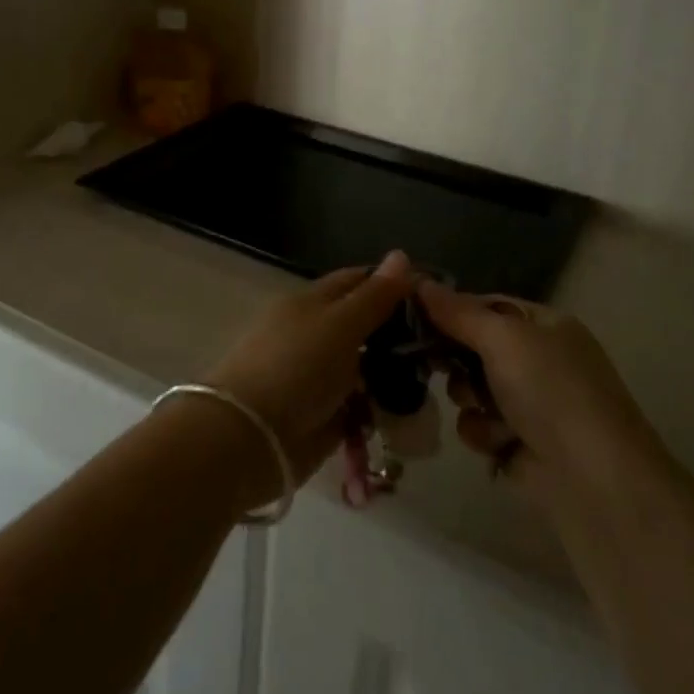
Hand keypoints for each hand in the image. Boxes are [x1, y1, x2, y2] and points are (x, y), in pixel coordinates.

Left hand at [203, 251, 415, 498]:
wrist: (249, 439)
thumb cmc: (295, 368)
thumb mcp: (340, 324)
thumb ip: (374, 296)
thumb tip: (401, 254)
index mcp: (313, 303)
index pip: (358, 281)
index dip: (393, 284)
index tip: (435, 296)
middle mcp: (316, 334)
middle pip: (365, 326)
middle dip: (400, 335)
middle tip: (443, 343)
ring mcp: (319, 376)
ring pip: (366, 367)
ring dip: (394, 374)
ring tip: (435, 380)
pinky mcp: (324, 416)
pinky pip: (361, 406)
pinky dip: (381, 410)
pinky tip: (410, 413)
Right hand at [419, 283, 664, 507]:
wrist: (595, 483)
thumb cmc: (552, 392)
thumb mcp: (503, 339)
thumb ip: (458, 312)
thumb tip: (418, 281)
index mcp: (544, 325)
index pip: (486, 305)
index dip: (451, 309)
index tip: (413, 315)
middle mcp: (539, 359)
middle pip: (474, 347)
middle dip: (456, 359)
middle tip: (432, 362)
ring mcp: (531, 404)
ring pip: (471, 388)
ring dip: (470, 399)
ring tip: (486, 412)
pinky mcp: (520, 444)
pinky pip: (479, 425)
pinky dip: (483, 432)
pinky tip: (498, 442)